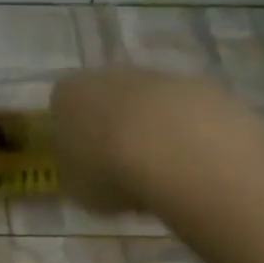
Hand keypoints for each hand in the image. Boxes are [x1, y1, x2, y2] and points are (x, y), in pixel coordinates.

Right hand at [50, 66, 263, 219]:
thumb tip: (85, 171)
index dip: (72, 135)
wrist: (180, 153)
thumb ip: (76, 173)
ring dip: (153, 129)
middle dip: (114, 126)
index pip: (61, 107)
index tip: (83, 162)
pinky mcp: (202, 86)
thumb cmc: (110, 171)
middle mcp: (109, 74)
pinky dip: (189, 133)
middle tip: (123, 167)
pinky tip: (194, 164)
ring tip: (163, 172)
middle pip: (107, 98)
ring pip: (149, 103)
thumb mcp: (76, 188)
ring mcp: (159, 76)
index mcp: (68, 94)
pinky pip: (187, 111)